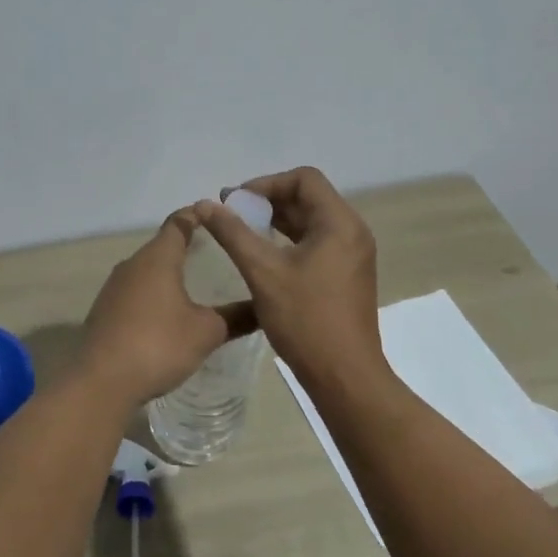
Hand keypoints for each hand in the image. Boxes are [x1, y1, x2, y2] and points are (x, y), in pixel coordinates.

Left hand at [77, 206, 255, 409]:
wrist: (101, 381)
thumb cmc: (159, 345)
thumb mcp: (206, 332)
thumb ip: (236, 317)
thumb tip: (264, 308)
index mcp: (158, 258)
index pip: (179, 222)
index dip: (198, 215)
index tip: (217, 214)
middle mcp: (133, 264)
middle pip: (161, 245)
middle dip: (186, 244)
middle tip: (215, 250)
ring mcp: (114, 287)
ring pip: (146, 269)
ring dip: (168, 271)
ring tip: (194, 281)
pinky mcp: (104, 310)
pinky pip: (135, 292)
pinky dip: (153, 293)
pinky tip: (166, 312)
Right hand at [198, 168, 386, 391]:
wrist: (345, 377)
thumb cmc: (305, 320)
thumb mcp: (262, 272)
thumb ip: (233, 233)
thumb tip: (204, 204)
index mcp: (340, 223)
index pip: (304, 179)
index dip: (267, 183)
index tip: (236, 201)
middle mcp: (352, 232)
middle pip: (309, 197)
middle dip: (269, 201)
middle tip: (233, 213)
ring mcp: (353, 255)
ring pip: (312, 221)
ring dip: (278, 221)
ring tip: (242, 231)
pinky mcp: (348, 275)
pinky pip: (318, 242)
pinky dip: (290, 240)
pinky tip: (264, 255)